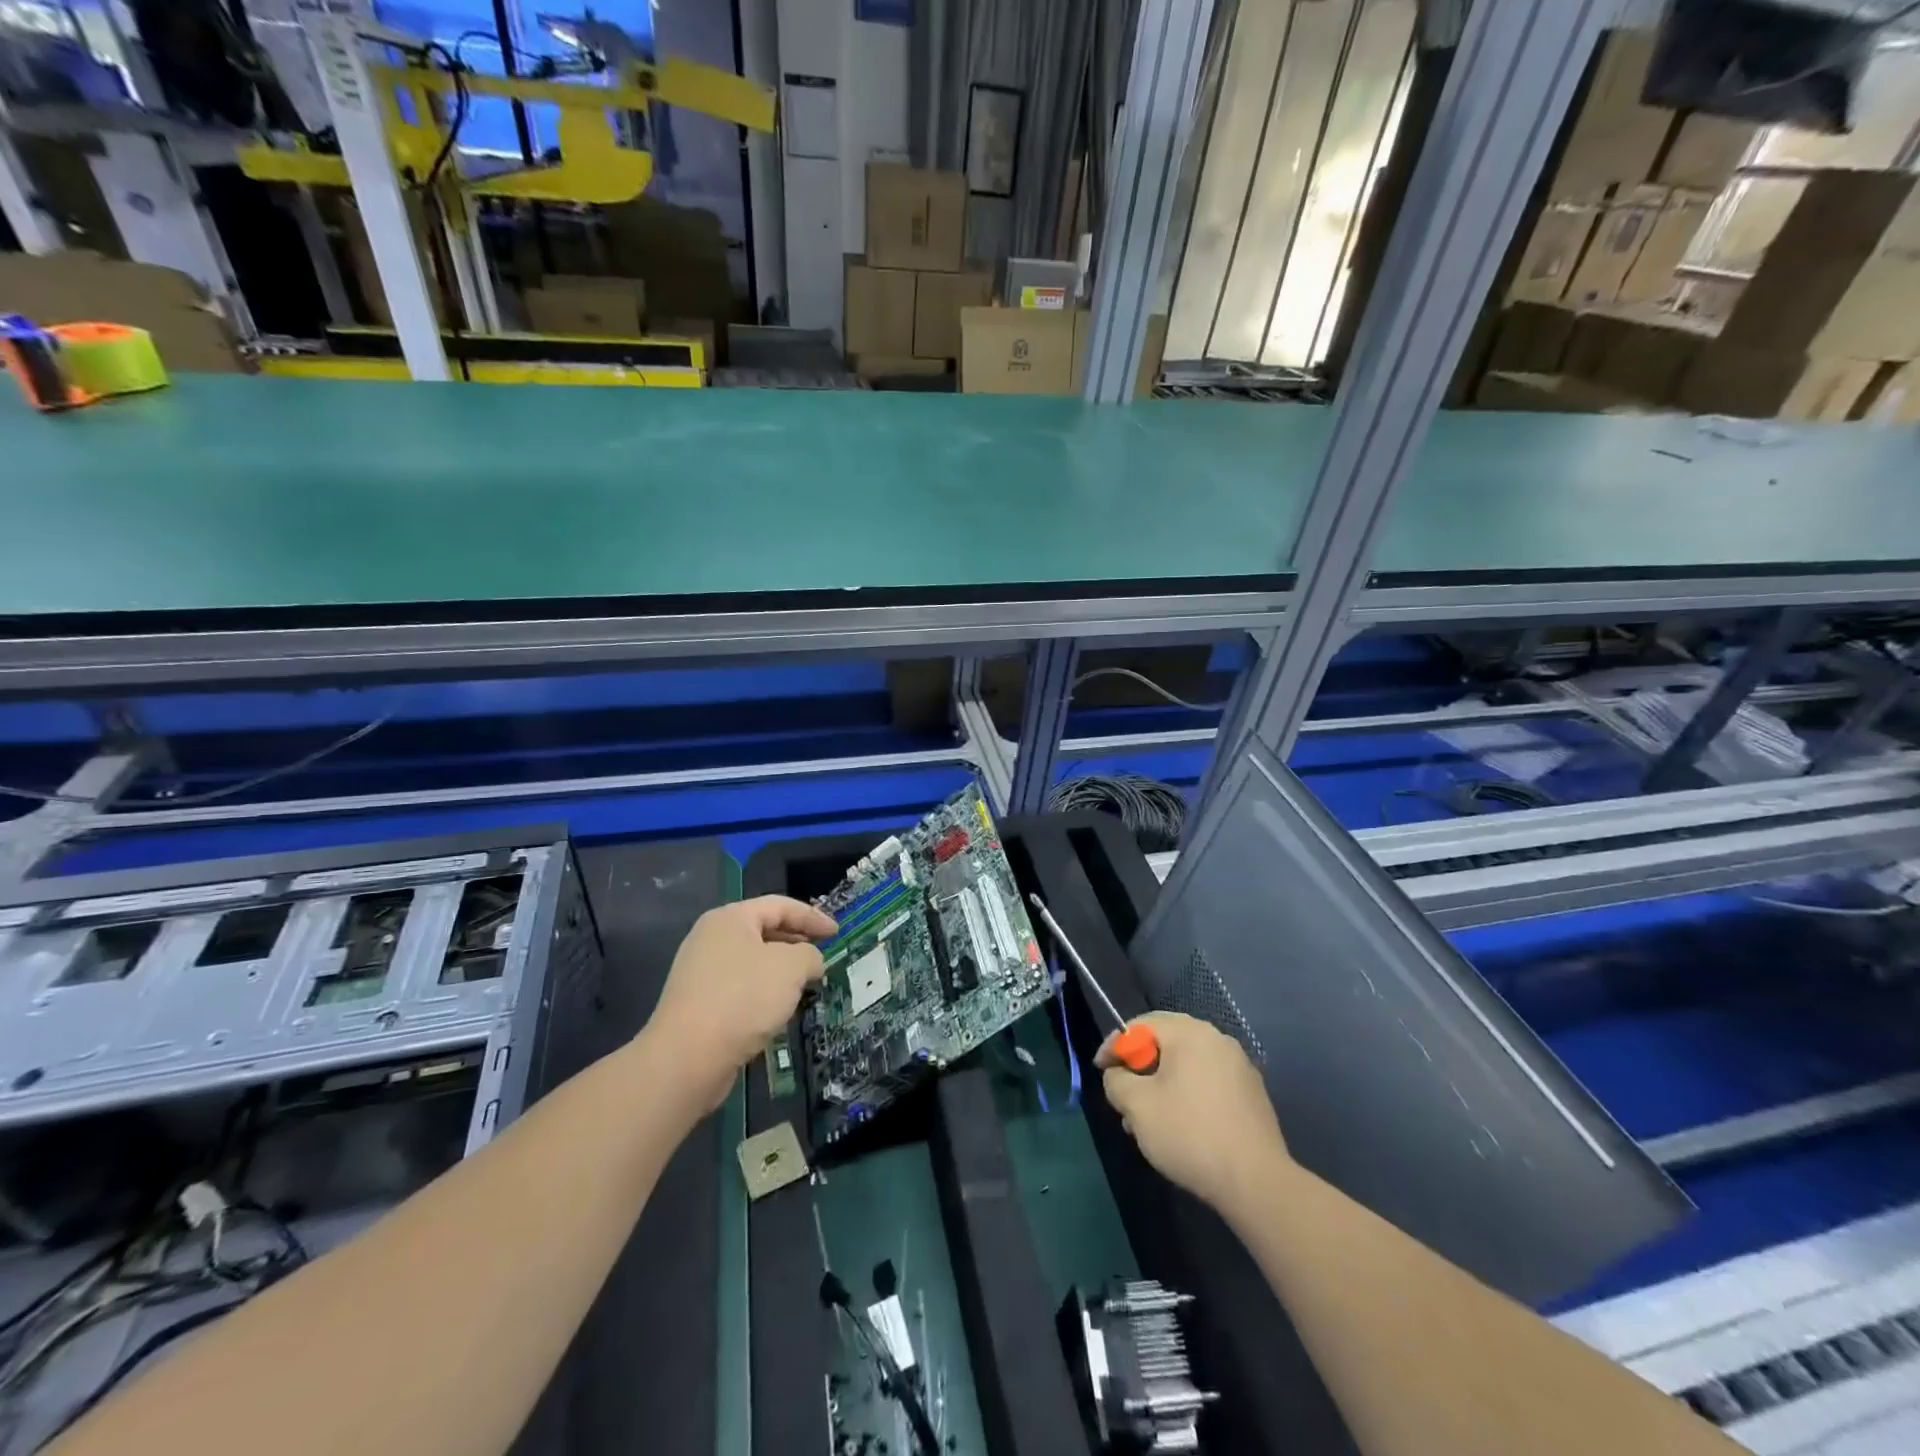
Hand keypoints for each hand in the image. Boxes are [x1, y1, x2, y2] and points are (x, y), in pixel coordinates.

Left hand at [645, 896, 836, 1111]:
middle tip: (822, 957)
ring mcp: (700, 973)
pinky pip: (739, 988)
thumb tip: (810, 962)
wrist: (686, 1058)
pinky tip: (777, 1012)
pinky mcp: (697, 1004)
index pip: (780, 905)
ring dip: (781, 972)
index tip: (837, 932)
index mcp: (730, 918)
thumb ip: (809, 955)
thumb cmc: (743, 998)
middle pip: (764, 931)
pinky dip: (762, 993)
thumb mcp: (791, 967)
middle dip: (797, 943)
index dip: (813, 917)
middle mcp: (710, 938)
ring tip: (805, 986)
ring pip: (752, 962)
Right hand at [1096, 1012, 1289, 1213]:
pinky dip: (1186, 1095)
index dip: (1115, 1045)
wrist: (1256, 1182)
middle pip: (1165, 1043)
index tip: (1100, 1071)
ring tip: (1146, 1120)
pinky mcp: (1251, 1095)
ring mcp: (1239, 1067)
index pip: (1141, 1025)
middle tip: (1122, 1094)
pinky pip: (1207, 1082)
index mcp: (1190, 1033)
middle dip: (1138, 1067)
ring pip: (1186, 1065)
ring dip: (1161, 1085)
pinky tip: (1179, 1127)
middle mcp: (1217, 1040)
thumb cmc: (1189, 1134)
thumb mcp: (1137, 1106)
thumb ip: (1117, 1081)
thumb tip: (1118, 1076)